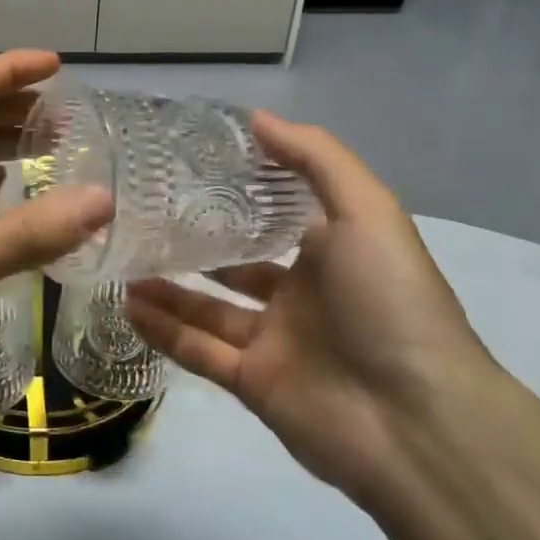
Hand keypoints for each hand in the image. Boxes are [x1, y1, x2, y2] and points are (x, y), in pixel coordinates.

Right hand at [126, 115, 496, 498]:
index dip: (237, 192)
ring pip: (208, 308)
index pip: (276, 215)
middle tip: (141, 217)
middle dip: (194, 243)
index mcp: (332, 252)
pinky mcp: (252, 383)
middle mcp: (302, 294)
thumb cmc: (391, 302)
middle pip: (236, 263)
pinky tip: (127, 304)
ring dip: (167, 287)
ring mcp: (275, 341)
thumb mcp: (366, 211)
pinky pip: (197, 350)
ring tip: (122, 260)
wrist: (416, 421)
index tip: (187, 166)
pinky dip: (163, 330)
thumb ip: (314, 159)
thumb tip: (256, 118)